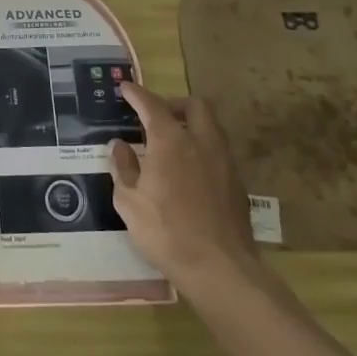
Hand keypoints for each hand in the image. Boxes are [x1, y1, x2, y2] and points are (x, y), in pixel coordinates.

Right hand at [109, 84, 264, 298]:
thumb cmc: (166, 231)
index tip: (126, 88)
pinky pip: (218, 150)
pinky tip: (189, 169)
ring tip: (172, 141)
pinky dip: (202, 148)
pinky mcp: (237, 183)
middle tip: (156, 114)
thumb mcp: (129, 201)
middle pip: (194, 105)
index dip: (137, 94)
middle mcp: (201, 142)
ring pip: (211, 126)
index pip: (152, 105)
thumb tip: (119, 145)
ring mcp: (224, 161)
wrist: (220, 268)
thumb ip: (123, 167)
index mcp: (171, 141)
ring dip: (191, 124)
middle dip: (174, 103)